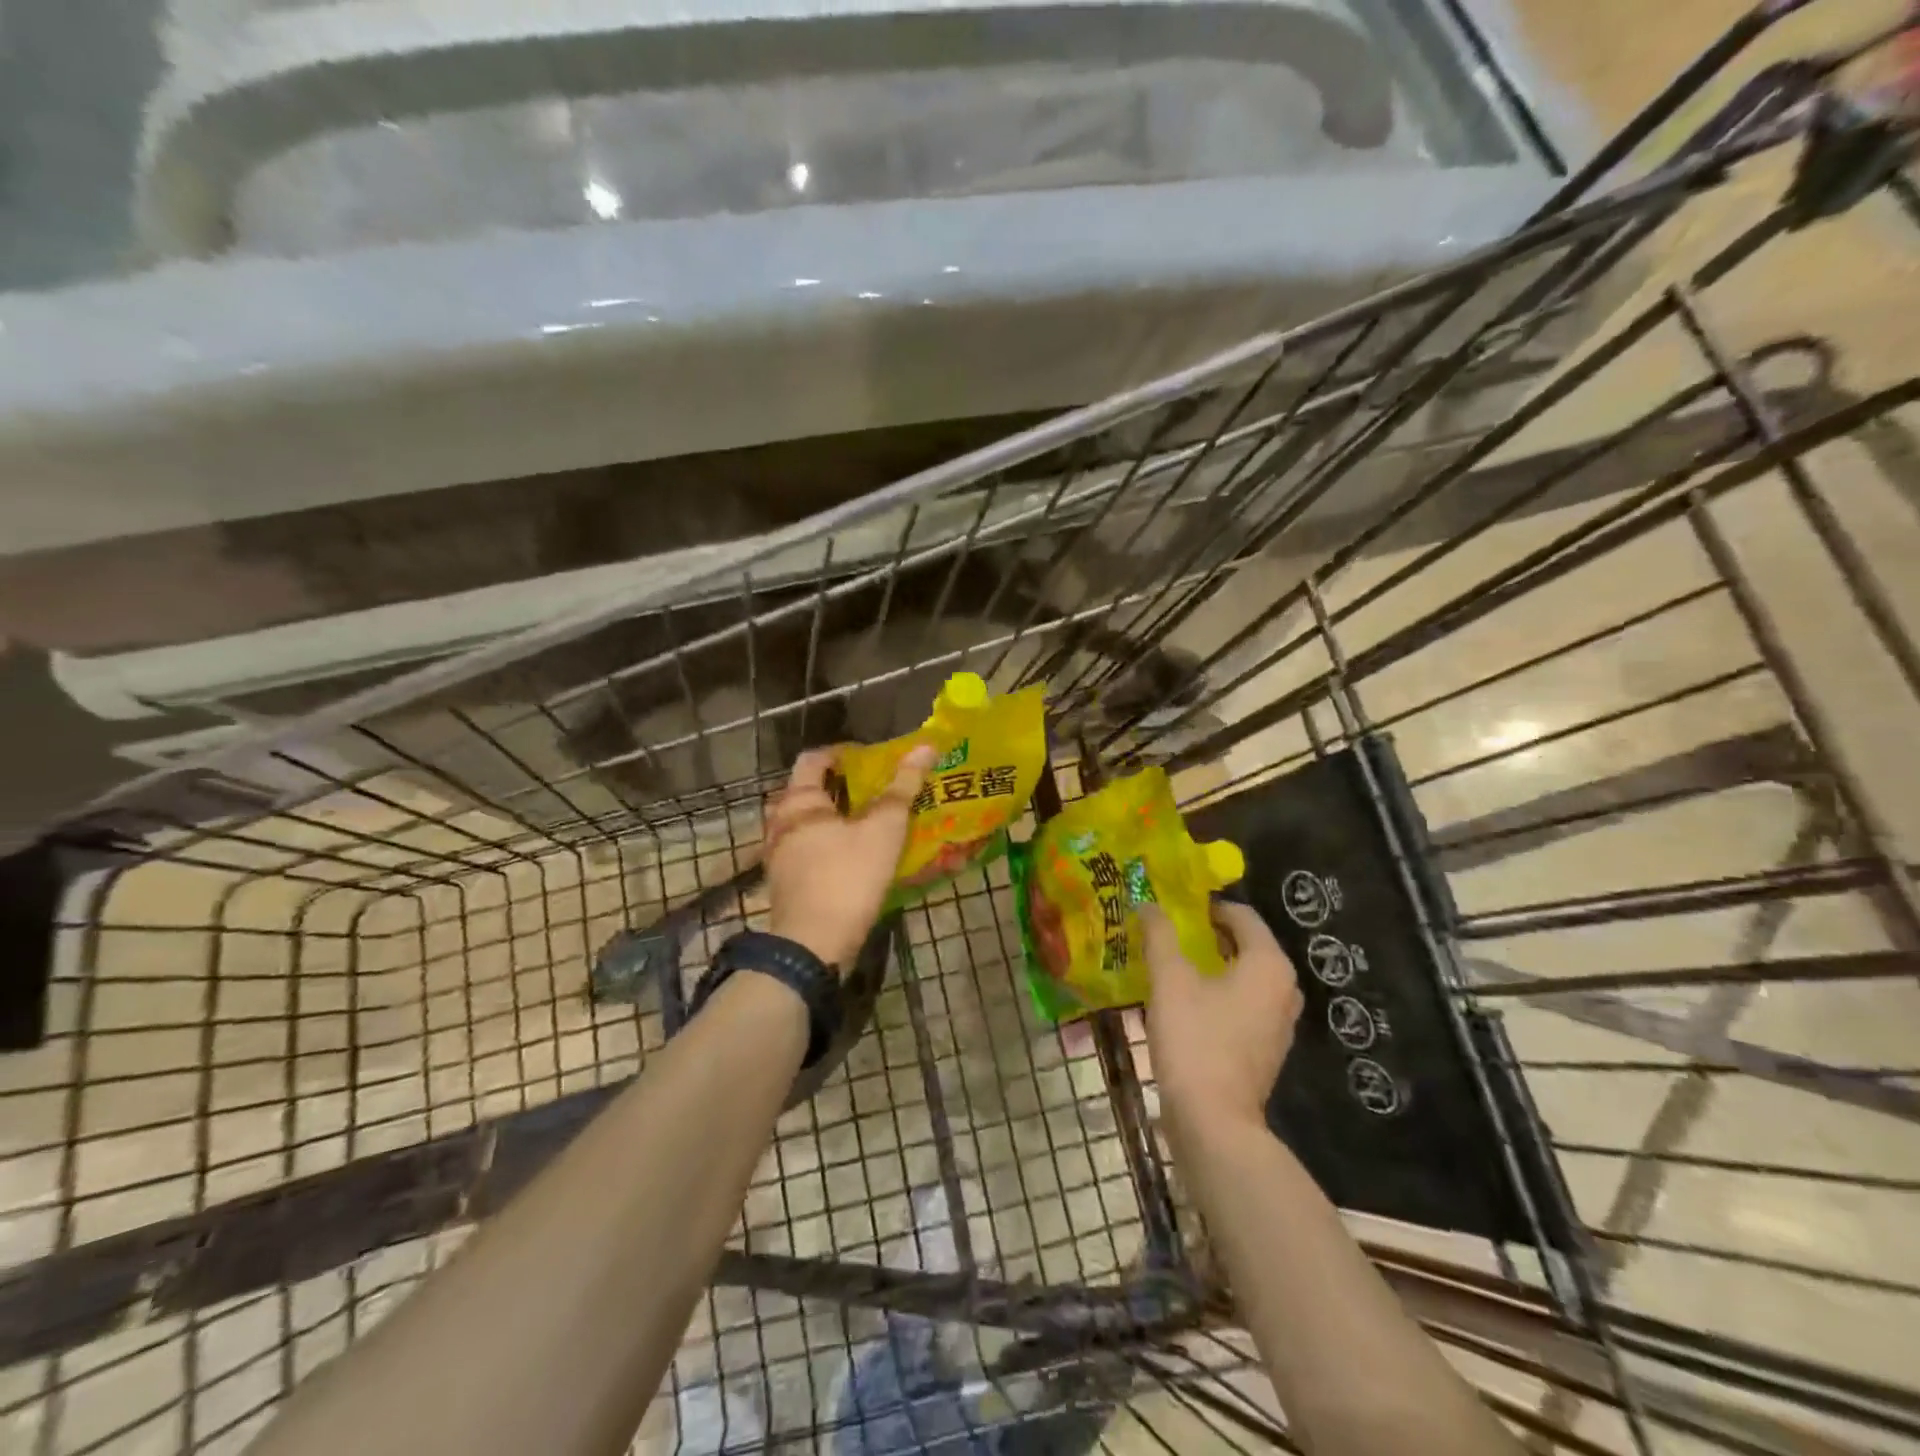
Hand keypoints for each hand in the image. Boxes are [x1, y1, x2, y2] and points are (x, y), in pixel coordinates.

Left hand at [762, 745, 936, 966]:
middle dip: (839, 787)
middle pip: (807, 791)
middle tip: (873, 790)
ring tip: (868, 823)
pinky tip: (854, 857)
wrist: (813, 945)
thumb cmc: (848, 876)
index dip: (842, 752)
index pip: (814, 758)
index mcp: (799, 801)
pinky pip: (806, 851)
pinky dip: (828, 846)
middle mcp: (780, 823)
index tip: (870, 758)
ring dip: (834, 819)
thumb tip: (925, 746)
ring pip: (806, 824)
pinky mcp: (784, 883)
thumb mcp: (883, 829)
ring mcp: (778, 855)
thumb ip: (903, 787)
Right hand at [1142, 900, 1301, 1129]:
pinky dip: (1220, 993)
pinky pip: (1245, 1003)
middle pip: (1246, 944)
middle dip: (1208, 935)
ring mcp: (1280, 1021)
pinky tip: (1187, 1000)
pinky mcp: (1267, 1047)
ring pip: (1245, 975)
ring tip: (1173, 963)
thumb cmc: (1195, 1040)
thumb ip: (1160, 936)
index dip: (1206, 906)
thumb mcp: (1170, 980)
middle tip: (1169, 931)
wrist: (1214, 1122)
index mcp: (1269, 964)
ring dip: (1213, 965)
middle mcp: (1285, 988)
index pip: (1242, 915)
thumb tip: (1148, 904)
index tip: (1173, 907)